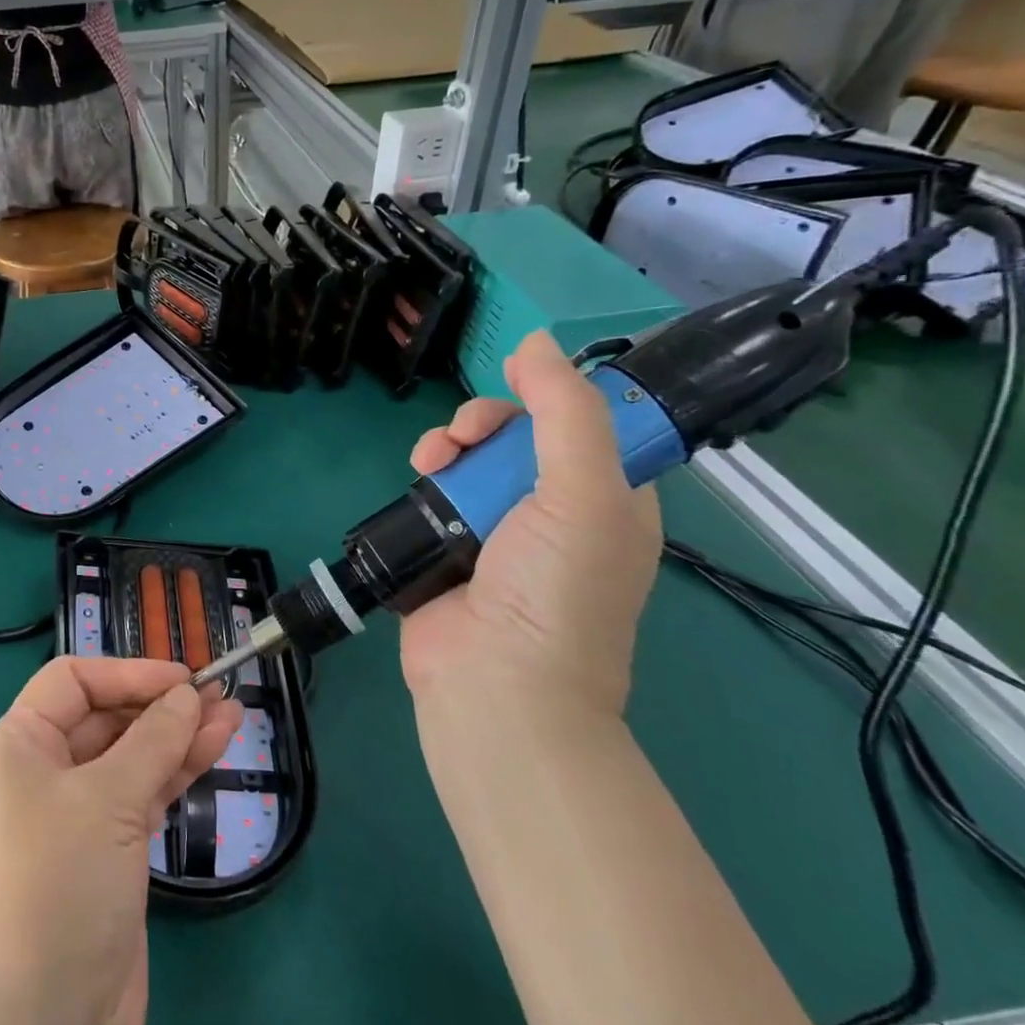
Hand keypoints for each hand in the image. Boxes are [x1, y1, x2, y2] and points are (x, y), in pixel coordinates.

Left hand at [0, 658, 239, 1024]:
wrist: (46, 1024)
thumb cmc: (60, 885)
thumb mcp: (108, 799)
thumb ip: (154, 739)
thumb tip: (188, 694)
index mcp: (19, 745)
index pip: (73, 682)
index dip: (127, 672)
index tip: (182, 678)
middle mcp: (43, 771)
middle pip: (106, 716)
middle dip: (161, 704)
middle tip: (218, 695)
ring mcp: (77, 812)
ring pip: (132, 755)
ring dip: (179, 735)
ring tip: (233, 714)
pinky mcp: (107, 849)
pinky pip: (143, 792)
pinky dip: (176, 770)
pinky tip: (213, 748)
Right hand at [400, 329, 661, 720]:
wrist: (496, 683)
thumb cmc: (557, 589)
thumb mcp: (585, 492)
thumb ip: (566, 412)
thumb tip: (535, 340)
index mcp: (607, 498)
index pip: (583, 423)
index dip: (551, 395)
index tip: (517, 383)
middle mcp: (554, 510)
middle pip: (517, 435)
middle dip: (486, 421)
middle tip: (466, 435)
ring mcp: (496, 530)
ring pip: (470, 458)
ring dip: (448, 443)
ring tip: (431, 460)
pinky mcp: (446, 545)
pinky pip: (435, 489)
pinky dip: (425, 474)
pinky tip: (417, 475)